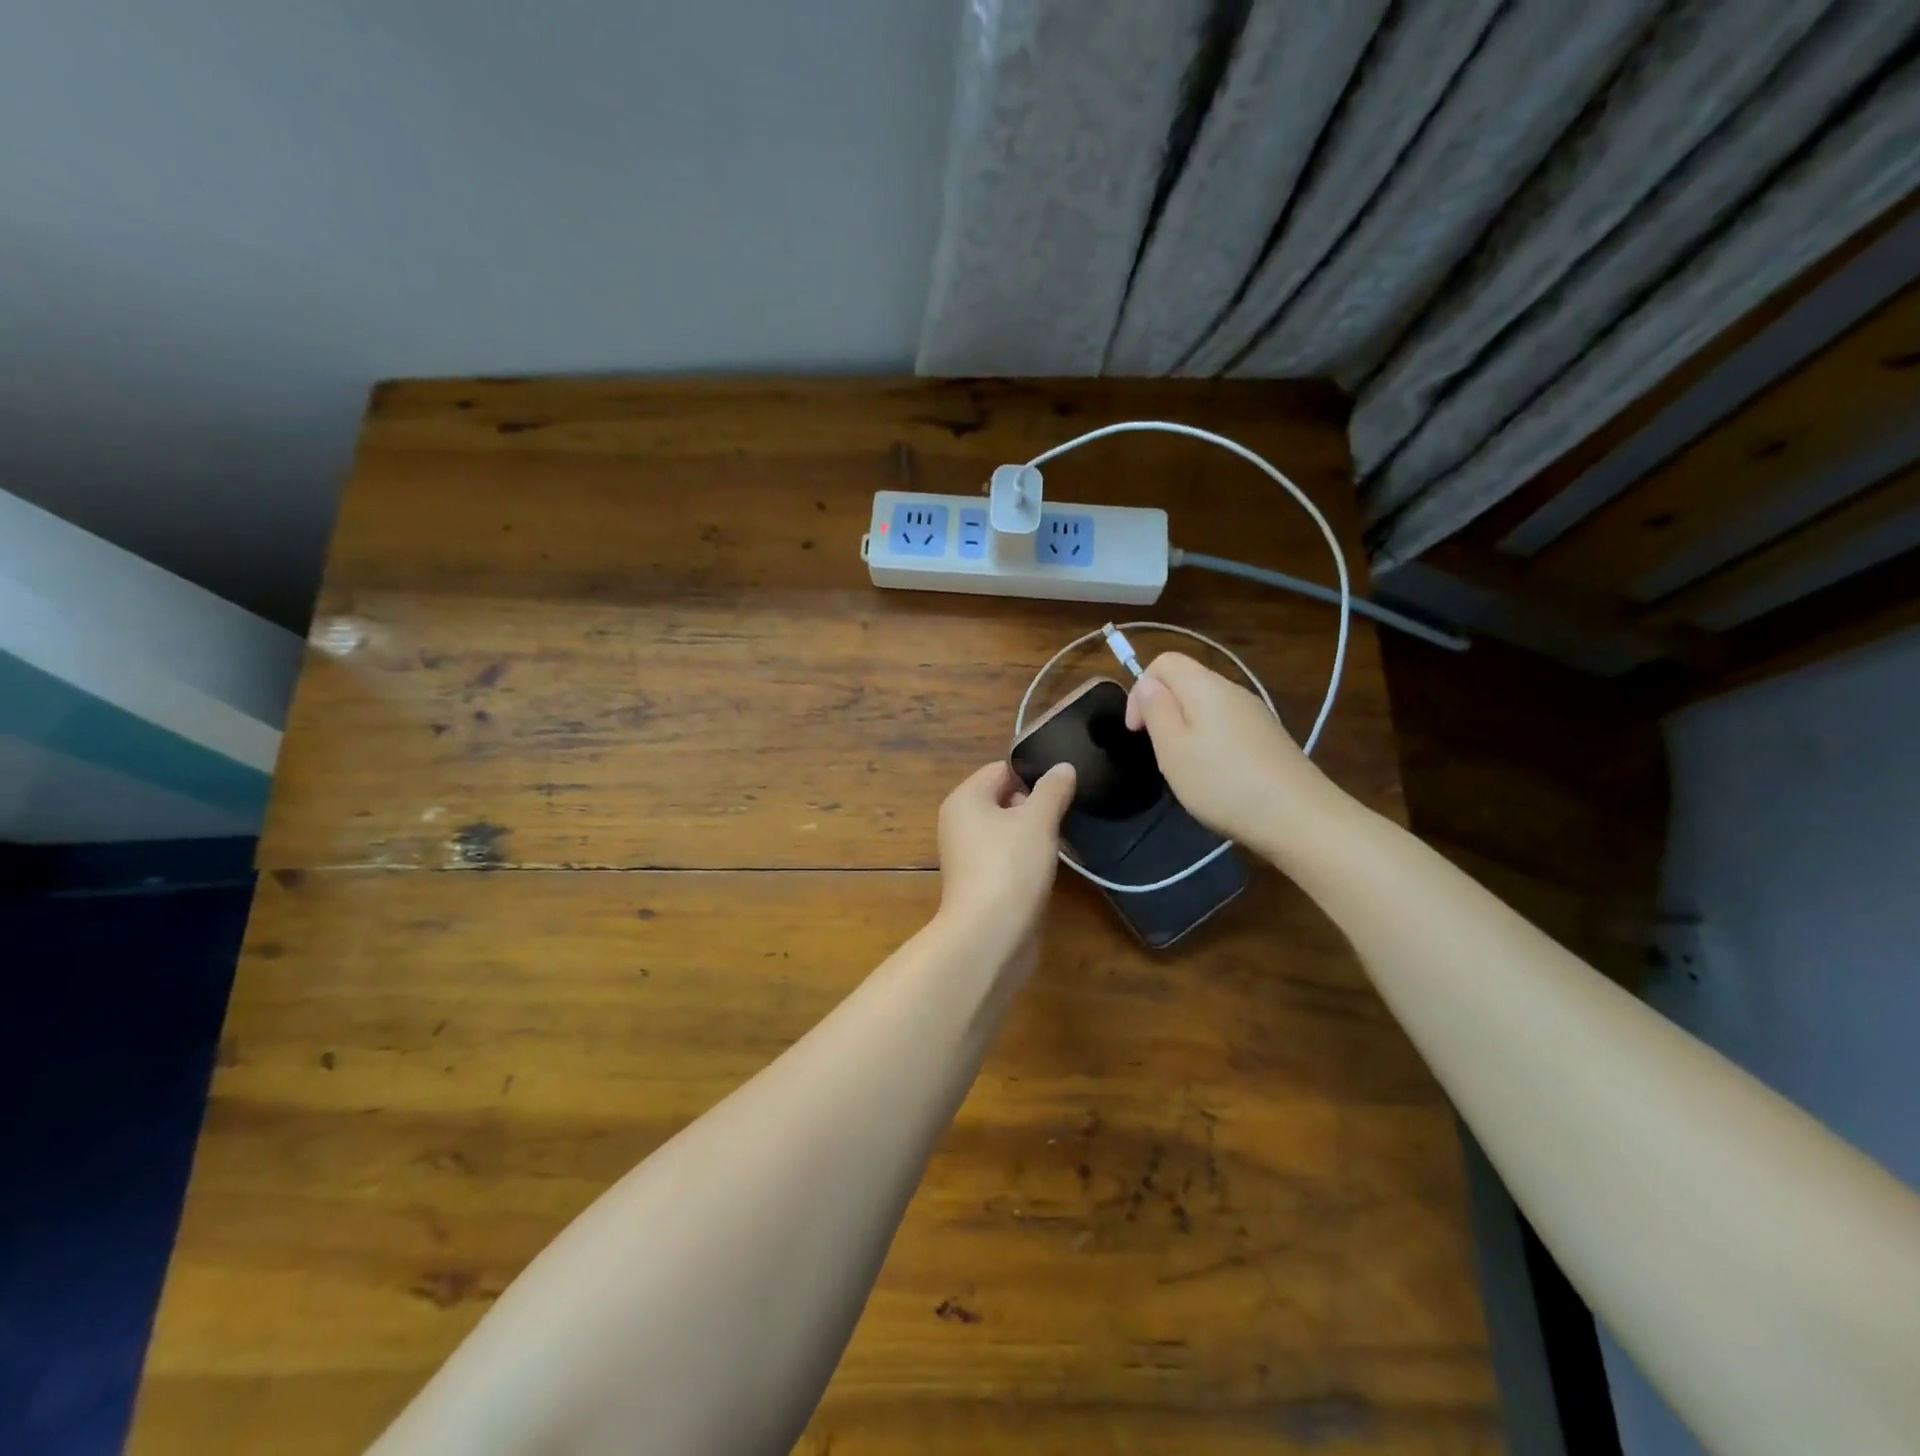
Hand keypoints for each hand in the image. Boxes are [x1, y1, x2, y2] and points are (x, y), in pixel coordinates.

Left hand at [934, 760, 1075, 959]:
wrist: (989, 935)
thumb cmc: (1010, 866)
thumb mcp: (1038, 820)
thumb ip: (1052, 790)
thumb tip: (1063, 767)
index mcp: (965, 800)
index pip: (1001, 770)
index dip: (1033, 776)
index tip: (1062, 790)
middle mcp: (960, 823)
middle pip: (1004, 800)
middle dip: (1035, 806)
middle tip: (1062, 818)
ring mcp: (968, 856)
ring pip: (1007, 832)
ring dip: (1033, 836)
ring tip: (1058, 845)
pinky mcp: (980, 883)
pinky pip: (1006, 859)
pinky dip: (1026, 861)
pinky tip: (1045, 871)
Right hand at [1123, 651, 1342, 849]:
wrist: (1298, 817)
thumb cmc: (1223, 782)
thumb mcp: (1173, 748)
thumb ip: (1156, 710)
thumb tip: (1148, 683)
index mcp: (1206, 686)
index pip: (1165, 661)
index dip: (1141, 690)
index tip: (1138, 730)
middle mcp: (1233, 691)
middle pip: (1186, 683)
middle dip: (1163, 712)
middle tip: (1162, 754)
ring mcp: (1255, 714)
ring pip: (1206, 707)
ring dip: (1186, 731)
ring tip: (1187, 770)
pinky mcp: (1268, 738)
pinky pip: (1226, 727)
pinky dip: (1211, 744)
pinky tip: (1216, 778)